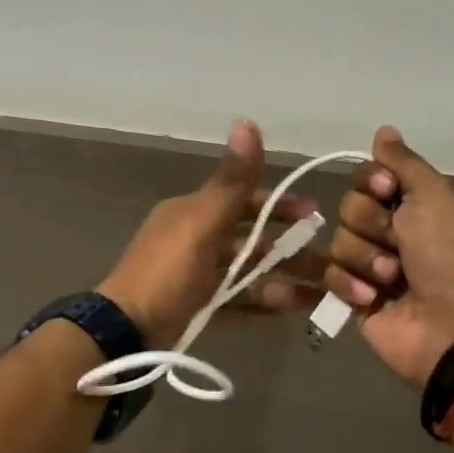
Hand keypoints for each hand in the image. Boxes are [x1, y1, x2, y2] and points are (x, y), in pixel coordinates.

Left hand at [100, 121, 325, 347]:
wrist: (126, 331)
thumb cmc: (167, 271)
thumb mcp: (202, 222)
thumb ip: (232, 180)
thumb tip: (247, 121)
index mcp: (192, 213)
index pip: (243, 200)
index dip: (279, 204)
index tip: (313, 213)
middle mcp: (195, 240)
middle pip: (250, 239)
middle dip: (289, 247)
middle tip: (327, 259)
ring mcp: (197, 277)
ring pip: (248, 272)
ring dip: (283, 278)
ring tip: (321, 291)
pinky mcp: (198, 309)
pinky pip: (239, 302)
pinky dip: (265, 304)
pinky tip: (295, 308)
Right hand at [325, 126, 453, 386]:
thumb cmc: (449, 254)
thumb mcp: (433, 196)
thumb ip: (403, 162)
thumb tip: (383, 130)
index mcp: (410, 204)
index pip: (366, 177)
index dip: (372, 184)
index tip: (389, 193)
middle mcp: (388, 230)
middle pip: (348, 208)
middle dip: (369, 225)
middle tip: (398, 243)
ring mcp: (368, 266)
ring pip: (337, 242)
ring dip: (365, 259)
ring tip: (392, 279)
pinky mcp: (352, 298)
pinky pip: (329, 277)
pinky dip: (351, 286)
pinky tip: (374, 299)